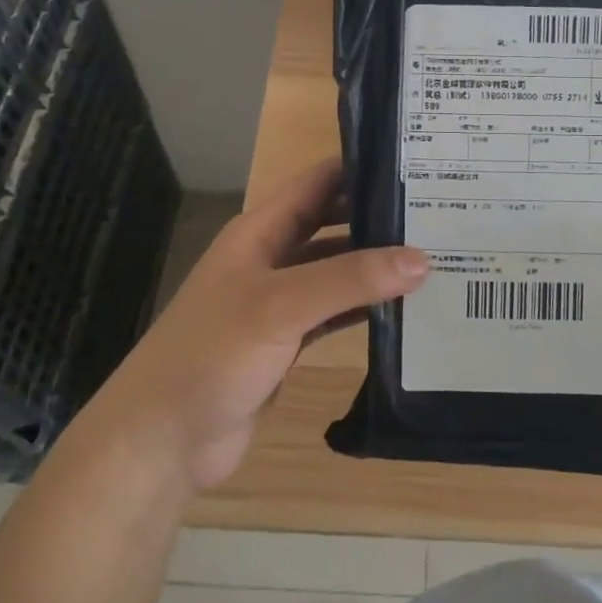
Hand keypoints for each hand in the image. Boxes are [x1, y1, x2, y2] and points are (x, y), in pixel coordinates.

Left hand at [82, 158, 426, 494]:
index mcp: (260, 231)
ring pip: (336, 272)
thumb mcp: (281, 305)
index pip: (318, 182)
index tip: (416, 161)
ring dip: (375, 267)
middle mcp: (270, 258)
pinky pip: (334, 314)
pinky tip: (404, 310)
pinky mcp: (286, 343)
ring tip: (435, 258)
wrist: (162, 440)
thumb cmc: (212, 354)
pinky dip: (365, 310)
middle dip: (377, 217)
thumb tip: (421, 258)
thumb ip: (350, 279)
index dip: (360, 166)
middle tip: (439, 213)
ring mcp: (278, 303)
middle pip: (332, 224)